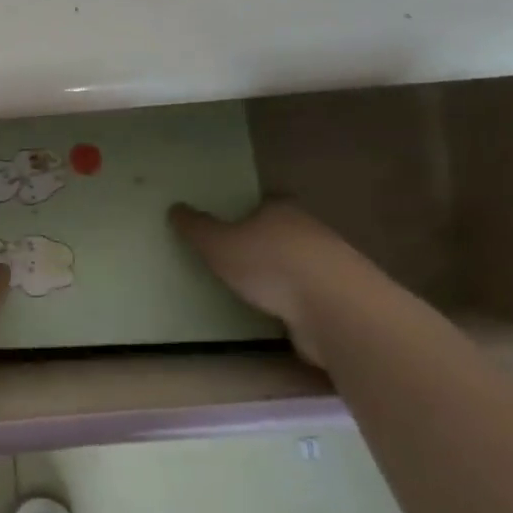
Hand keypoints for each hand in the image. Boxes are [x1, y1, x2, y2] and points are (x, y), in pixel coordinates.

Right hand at [169, 202, 367, 366]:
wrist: (333, 308)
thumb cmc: (269, 265)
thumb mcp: (218, 244)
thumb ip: (196, 227)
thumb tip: (175, 207)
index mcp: (281, 209)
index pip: (264, 201)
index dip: (247, 210)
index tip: (229, 222)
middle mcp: (310, 229)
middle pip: (282, 230)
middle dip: (262, 241)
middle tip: (233, 255)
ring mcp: (329, 263)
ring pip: (298, 261)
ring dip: (280, 272)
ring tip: (251, 287)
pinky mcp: (338, 297)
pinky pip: (308, 292)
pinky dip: (294, 298)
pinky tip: (276, 310)